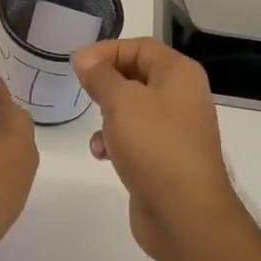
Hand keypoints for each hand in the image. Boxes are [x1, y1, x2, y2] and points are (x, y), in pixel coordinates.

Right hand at [73, 38, 244, 260]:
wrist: (185, 214)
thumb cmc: (155, 146)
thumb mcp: (121, 102)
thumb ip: (100, 76)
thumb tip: (84, 58)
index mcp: (179, 74)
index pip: (139, 46)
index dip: (106, 51)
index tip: (75, 65)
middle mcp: (182, 96)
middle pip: (137, 75)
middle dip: (106, 83)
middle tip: (81, 92)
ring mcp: (175, 129)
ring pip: (133, 108)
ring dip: (108, 115)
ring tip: (96, 129)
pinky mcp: (166, 158)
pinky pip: (136, 138)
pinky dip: (116, 141)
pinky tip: (102, 155)